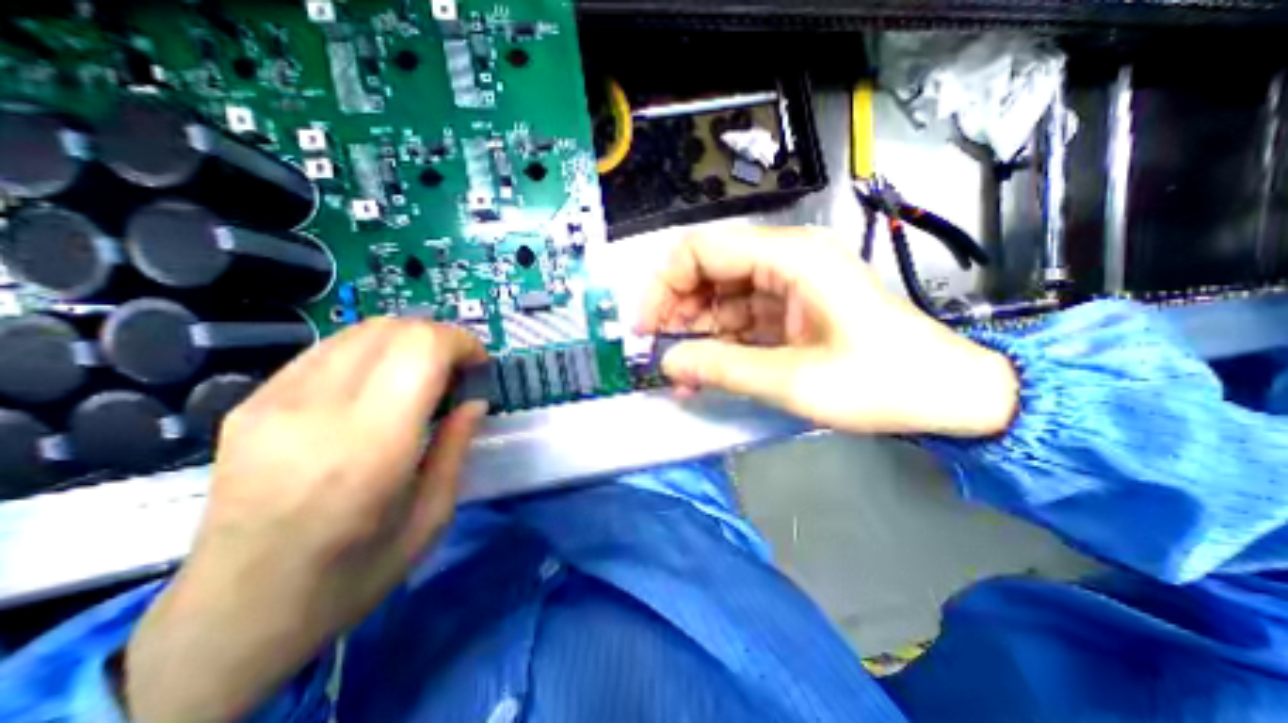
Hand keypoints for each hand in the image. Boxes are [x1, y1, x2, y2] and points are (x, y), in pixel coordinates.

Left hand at [124, 319, 486, 722]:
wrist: (234, 615)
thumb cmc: (355, 572)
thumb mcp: (433, 515)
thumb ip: (457, 446)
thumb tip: (475, 399)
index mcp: (370, 448)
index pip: (421, 350)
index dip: (462, 344)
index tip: (479, 366)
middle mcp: (316, 412)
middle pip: (393, 330)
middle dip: (441, 338)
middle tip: (458, 371)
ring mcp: (272, 402)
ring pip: (362, 330)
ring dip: (408, 340)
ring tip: (425, 374)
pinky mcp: (251, 403)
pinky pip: (330, 349)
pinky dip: (373, 351)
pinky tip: (383, 382)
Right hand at [633, 228, 1017, 437]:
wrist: (948, 395)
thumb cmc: (882, 383)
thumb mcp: (795, 380)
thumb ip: (723, 368)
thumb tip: (669, 362)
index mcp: (789, 258)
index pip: (702, 249)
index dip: (663, 284)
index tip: (644, 326)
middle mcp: (784, 260)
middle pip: (707, 269)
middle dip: (675, 309)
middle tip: (658, 351)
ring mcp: (788, 284)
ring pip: (720, 296)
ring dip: (695, 330)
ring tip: (679, 369)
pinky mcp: (791, 308)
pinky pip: (740, 317)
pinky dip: (719, 341)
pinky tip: (704, 368)